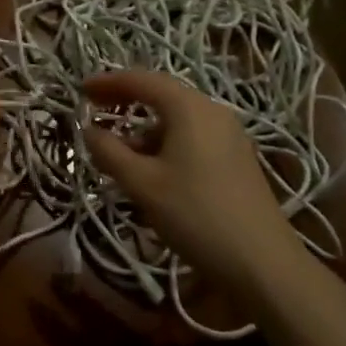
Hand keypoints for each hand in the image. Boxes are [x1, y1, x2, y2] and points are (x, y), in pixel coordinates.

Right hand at [80, 69, 309, 295]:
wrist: (264, 265)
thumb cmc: (197, 215)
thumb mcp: (143, 184)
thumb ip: (109, 152)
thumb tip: (88, 130)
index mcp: (189, 108)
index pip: (141, 80)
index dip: (108, 82)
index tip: (80, 90)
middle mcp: (212, 111)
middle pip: (161, 95)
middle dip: (125, 102)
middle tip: (95, 112)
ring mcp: (229, 135)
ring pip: (177, 119)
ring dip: (144, 128)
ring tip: (118, 151)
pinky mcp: (237, 158)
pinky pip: (192, 136)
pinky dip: (165, 142)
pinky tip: (152, 170)